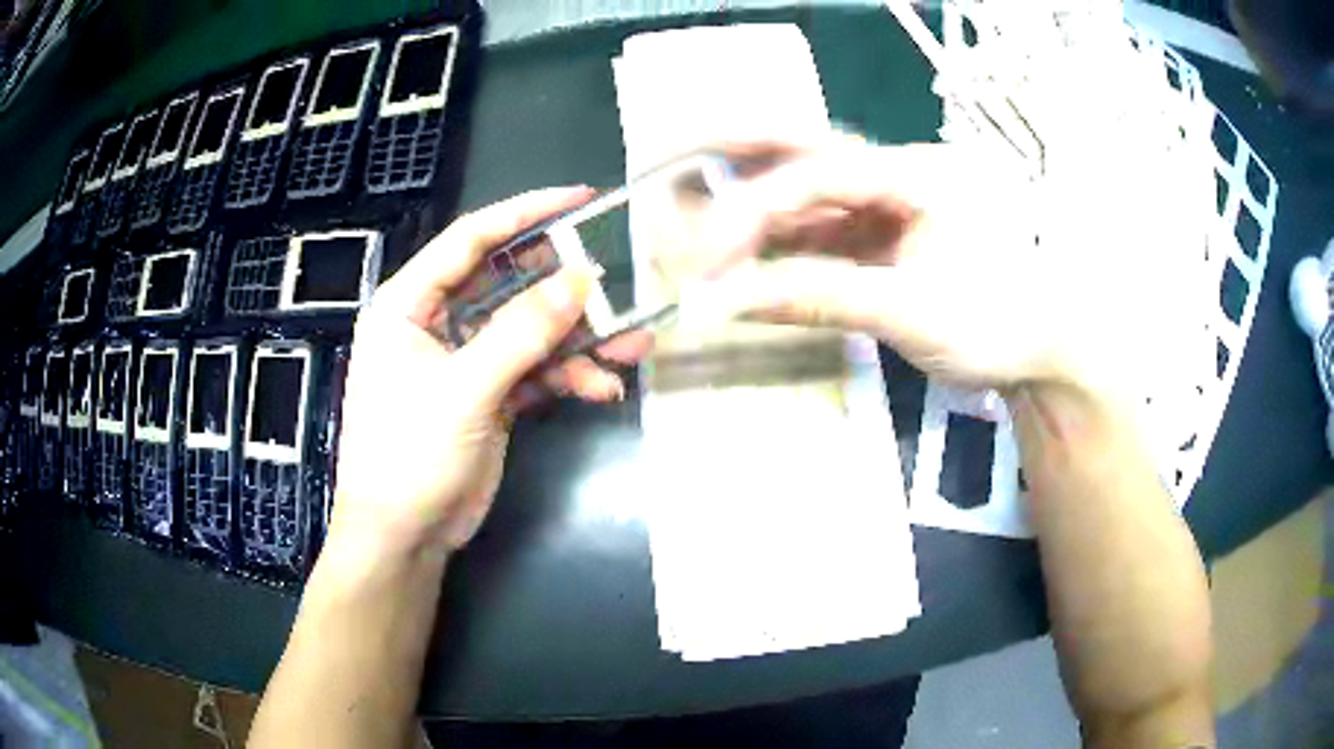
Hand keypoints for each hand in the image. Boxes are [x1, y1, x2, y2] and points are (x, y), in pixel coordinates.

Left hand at [328, 188, 648, 557]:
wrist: (404, 536)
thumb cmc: (409, 454)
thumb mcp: (464, 388)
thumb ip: (522, 332)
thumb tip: (582, 278)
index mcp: (409, 304)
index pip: (469, 240)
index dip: (524, 214)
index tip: (579, 198)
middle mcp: (436, 323)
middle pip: (508, 284)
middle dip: (562, 288)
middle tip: (614, 281)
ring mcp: (466, 360)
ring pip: (531, 332)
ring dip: (578, 339)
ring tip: (631, 345)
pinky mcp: (490, 396)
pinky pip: (536, 371)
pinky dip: (569, 377)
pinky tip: (601, 389)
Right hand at [701, 138, 1159, 394]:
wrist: (1040, 350)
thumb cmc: (999, 324)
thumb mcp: (915, 314)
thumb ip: (824, 298)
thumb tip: (730, 302)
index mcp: (919, 174)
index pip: (819, 174)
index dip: (755, 212)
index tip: (708, 258)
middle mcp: (897, 175)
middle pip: (805, 149)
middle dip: (735, 148)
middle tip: (669, 148)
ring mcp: (888, 207)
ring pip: (804, 198)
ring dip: (750, 218)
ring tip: (695, 236)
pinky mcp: (881, 239)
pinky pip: (818, 238)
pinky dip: (778, 255)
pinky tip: (744, 274)